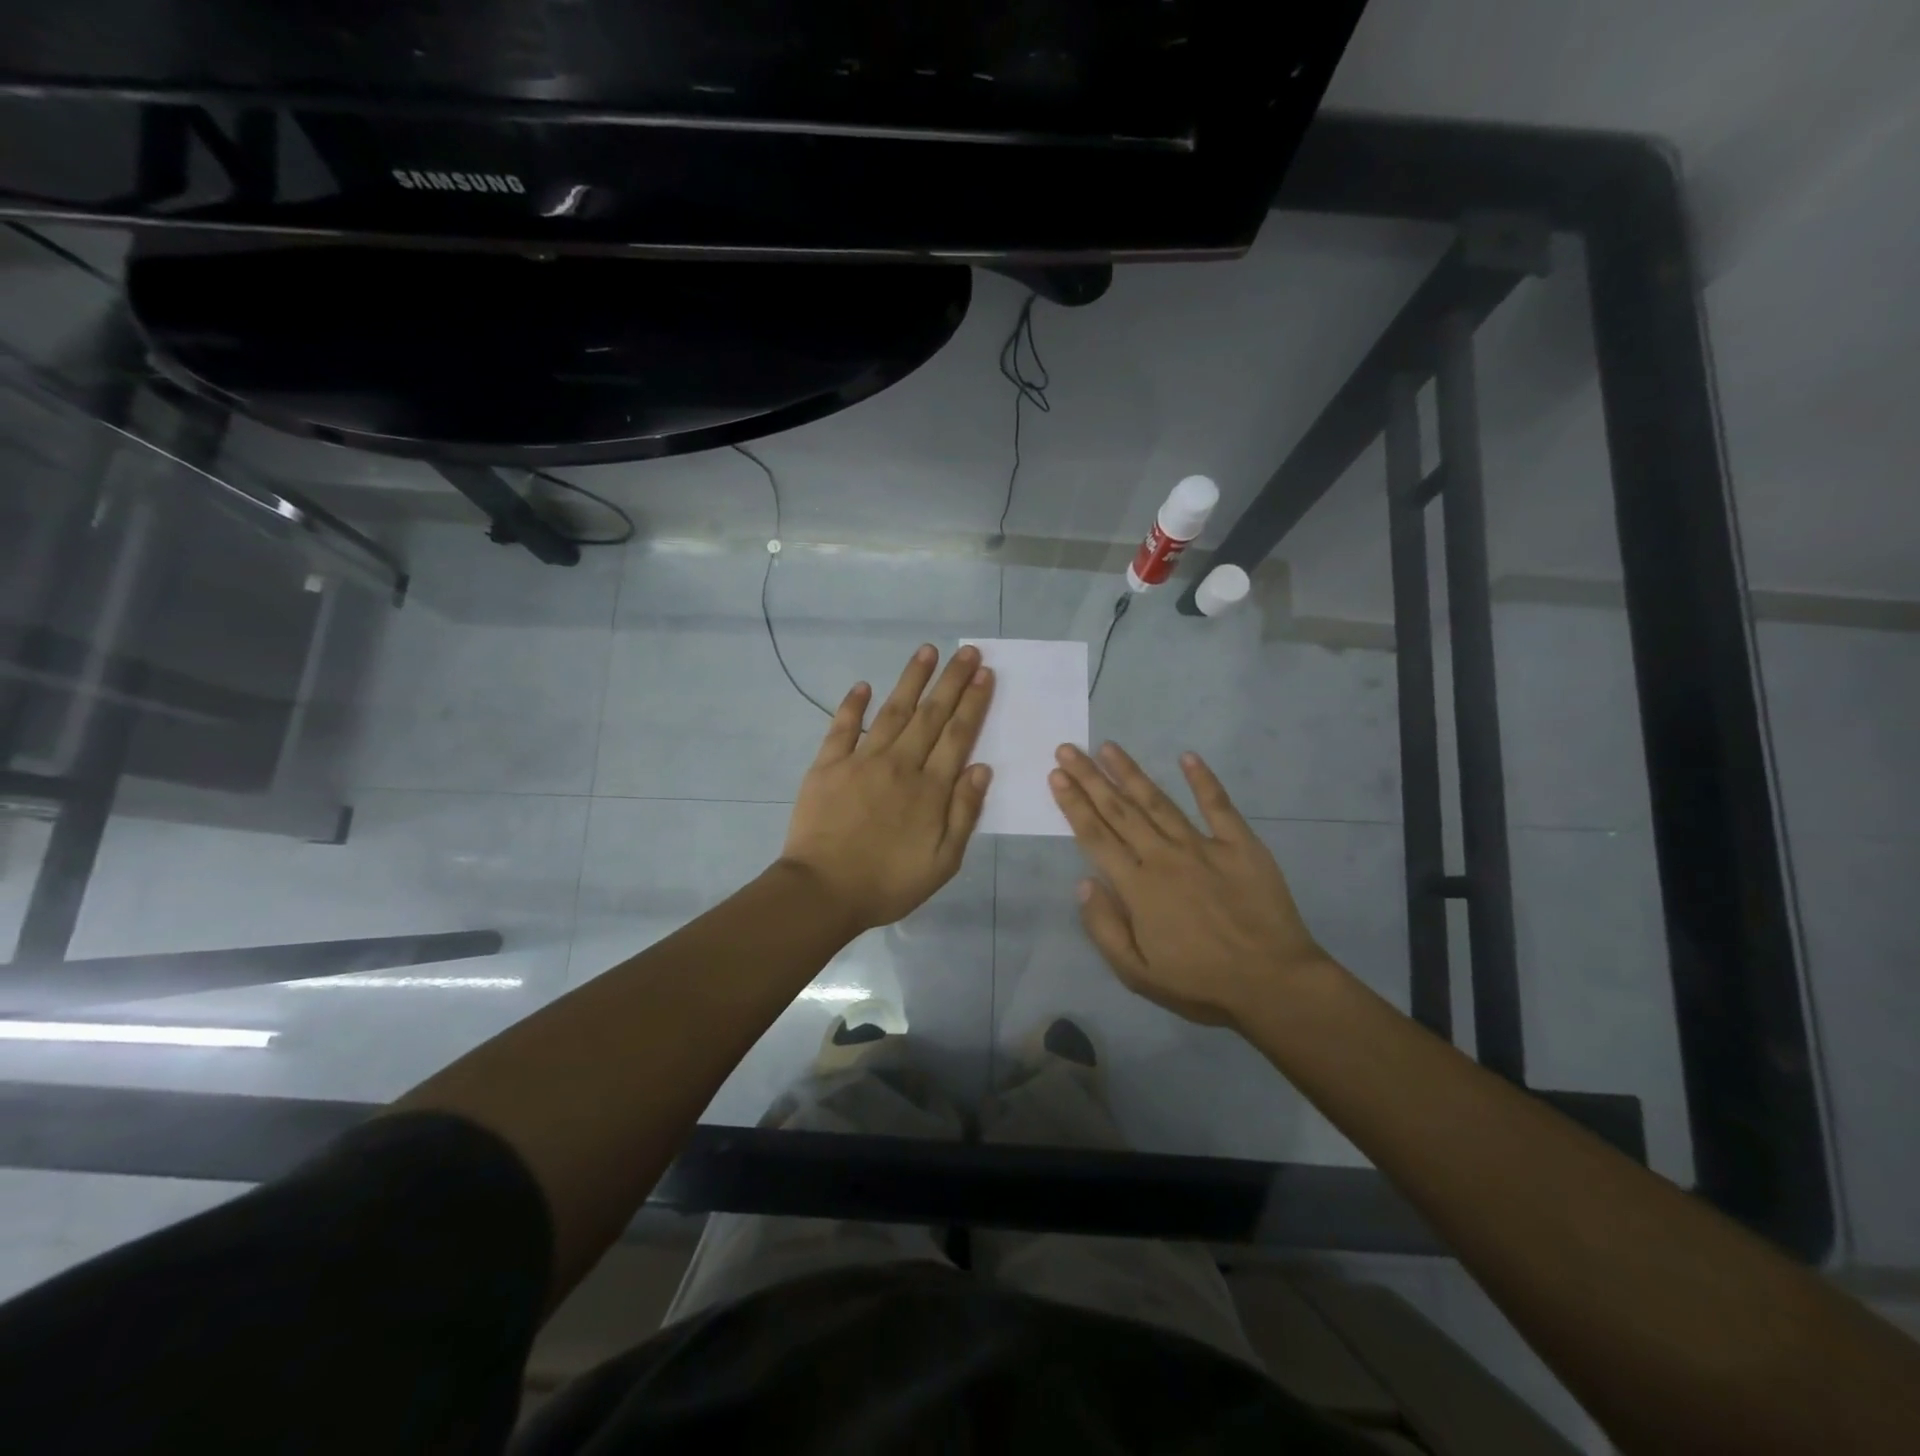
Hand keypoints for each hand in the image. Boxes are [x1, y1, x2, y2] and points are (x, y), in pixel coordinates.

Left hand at [779, 644, 993, 933]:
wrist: (823, 892)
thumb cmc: (889, 883)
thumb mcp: (943, 861)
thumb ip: (963, 813)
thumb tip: (981, 768)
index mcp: (930, 789)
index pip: (958, 735)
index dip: (973, 702)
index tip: (984, 674)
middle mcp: (900, 764)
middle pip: (931, 714)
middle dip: (951, 681)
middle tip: (967, 651)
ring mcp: (861, 761)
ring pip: (892, 711)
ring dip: (911, 680)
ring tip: (927, 651)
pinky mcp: (828, 765)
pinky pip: (842, 727)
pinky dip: (853, 705)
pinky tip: (864, 685)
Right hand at [1048, 742, 1333, 1027]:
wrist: (1274, 984)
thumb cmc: (1201, 984)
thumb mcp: (1137, 974)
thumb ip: (1105, 928)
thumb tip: (1083, 883)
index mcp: (1138, 887)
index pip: (1096, 837)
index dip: (1073, 805)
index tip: (1056, 776)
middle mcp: (1164, 857)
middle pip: (1119, 811)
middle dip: (1090, 778)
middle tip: (1068, 749)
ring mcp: (1203, 846)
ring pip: (1158, 802)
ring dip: (1130, 773)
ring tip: (1108, 747)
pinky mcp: (1241, 845)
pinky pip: (1218, 805)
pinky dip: (1203, 780)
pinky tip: (1187, 757)